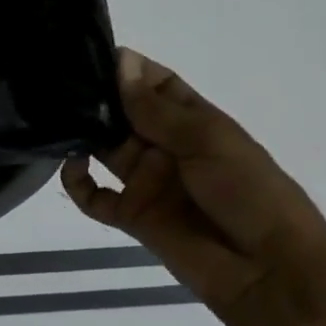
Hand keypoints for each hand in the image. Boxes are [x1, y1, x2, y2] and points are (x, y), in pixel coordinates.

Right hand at [61, 49, 325, 312]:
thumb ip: (156, 108)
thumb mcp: (206, 139)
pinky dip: (77, 182)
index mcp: (193, 122)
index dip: (128, 69)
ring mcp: (147, 181)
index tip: (90, 55)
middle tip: (59, 84)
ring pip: (105, 149)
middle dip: (97, 99)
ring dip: (83, 134)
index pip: (155, 84)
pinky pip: (95, 197)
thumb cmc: (248, 191)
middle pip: (124, 114)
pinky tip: (72, 165)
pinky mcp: (132, 216)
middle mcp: (166, 147)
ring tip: (57, 118)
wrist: (269, 270)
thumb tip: (121, 60)